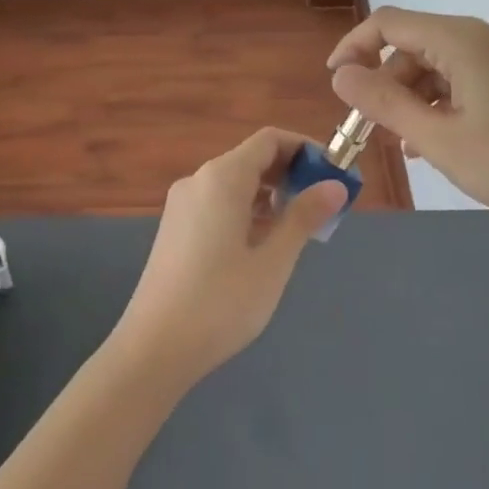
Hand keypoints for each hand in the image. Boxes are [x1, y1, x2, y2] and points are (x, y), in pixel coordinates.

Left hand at [112, 129, 347, 388]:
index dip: (305, 149)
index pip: (269, 140)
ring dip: (271, 194)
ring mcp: (182, 204)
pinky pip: (219, 203)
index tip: (335, 174)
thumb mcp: (272, 261)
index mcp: (222, 178)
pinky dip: (247, 210)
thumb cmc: (220, 303)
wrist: (154, 348)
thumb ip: (303, 217)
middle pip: (252, 158)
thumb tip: (335, 186)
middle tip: (324, 204)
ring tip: (300, 226)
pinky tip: (264, 242)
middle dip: (291, 173)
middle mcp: (199, 180)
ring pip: (235, 183)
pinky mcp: (176, 228)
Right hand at [328, 7, 488, 225]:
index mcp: (463, 39)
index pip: (390, 23)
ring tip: (406, 142)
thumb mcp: (438, 138)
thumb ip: (382, 103)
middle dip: (387, 82)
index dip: (355, 47)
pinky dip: (444, 99)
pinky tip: (438, 137)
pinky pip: (467, 75)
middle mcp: (486, 33)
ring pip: (441, 63)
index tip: (336, 83)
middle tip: (372, 128)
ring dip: (415, 96)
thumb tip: (340, 74)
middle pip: (416, 45)